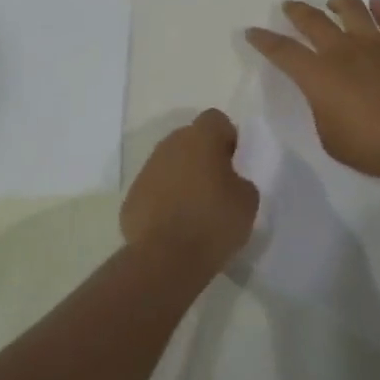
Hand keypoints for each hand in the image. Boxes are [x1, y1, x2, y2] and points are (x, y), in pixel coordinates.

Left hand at [120, 108, 258, 274]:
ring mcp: (147, 170)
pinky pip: (154, 189)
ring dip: (182, 178)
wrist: (165, 260)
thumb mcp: (247, 201)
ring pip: (170, 164)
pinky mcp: (132, 197)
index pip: (216, 119)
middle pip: (190, 139)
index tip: (234, 163)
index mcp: (201, 137)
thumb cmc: (213, 222)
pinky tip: (174, 226)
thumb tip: (230, 181)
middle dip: (203, 157)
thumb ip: (241, 180)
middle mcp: (170, 144)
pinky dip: (164, 201)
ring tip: (195, 210)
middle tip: (217, 187)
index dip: (227, 137)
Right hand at [245, 0, 379, 178]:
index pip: (283, 51)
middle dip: (297, 11)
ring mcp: (374, 43)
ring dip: (339, 2)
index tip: (252, 31)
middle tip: (288, 5)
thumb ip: (324, 112)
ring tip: (333, 2)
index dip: (264, 41)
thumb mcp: (332, 139)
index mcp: (318, 75)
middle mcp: (342, 50)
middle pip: (313, 20)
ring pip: (352, 9)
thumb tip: (329, 98)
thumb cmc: (372, 145)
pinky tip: (376, 3)